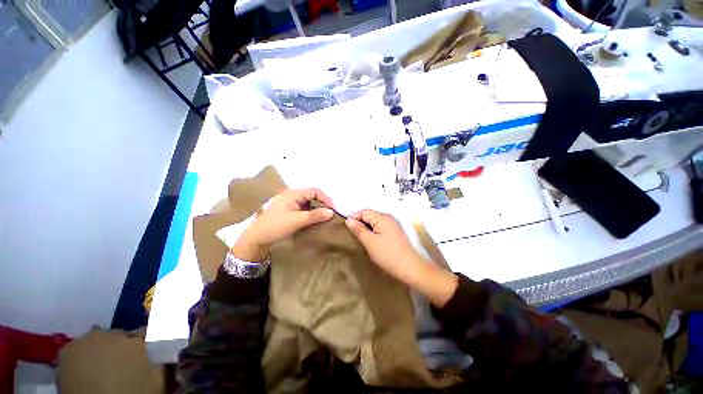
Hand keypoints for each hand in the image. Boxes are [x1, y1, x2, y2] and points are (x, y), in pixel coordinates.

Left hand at [231, 188, 334, 261]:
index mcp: (293, 193)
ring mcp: (290, 202)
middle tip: (330, 214)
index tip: (333, 210)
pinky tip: (314, 219)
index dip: (326, 199)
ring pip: (309, 202)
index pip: (315, 191)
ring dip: (317, 208)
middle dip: (322, 204)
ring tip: (324, 217)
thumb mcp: (297, 220)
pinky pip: (304, 207)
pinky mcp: (289, 209)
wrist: (256, 237)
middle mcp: (292, 195)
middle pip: (312, 195)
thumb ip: (315, 215)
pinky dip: (311, 212)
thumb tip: (332, 212)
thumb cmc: (276, 226)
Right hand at [345, 209, 458, 306]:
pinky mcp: (395, 233)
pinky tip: (369, 239)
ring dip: (366, 227)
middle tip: (350, 233)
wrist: (411, 268)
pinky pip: (380, 227)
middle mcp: (389, 218)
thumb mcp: (370, 242)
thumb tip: (349, 220)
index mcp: (383, 218)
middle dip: (359, 222)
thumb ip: (359, 229)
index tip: (344, 227)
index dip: (353, 217)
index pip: (364, 211)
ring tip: (358, 237)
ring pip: (375, 222)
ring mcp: (393, 225)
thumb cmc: (388, 255)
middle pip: (370, 215)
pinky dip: (373, 231)